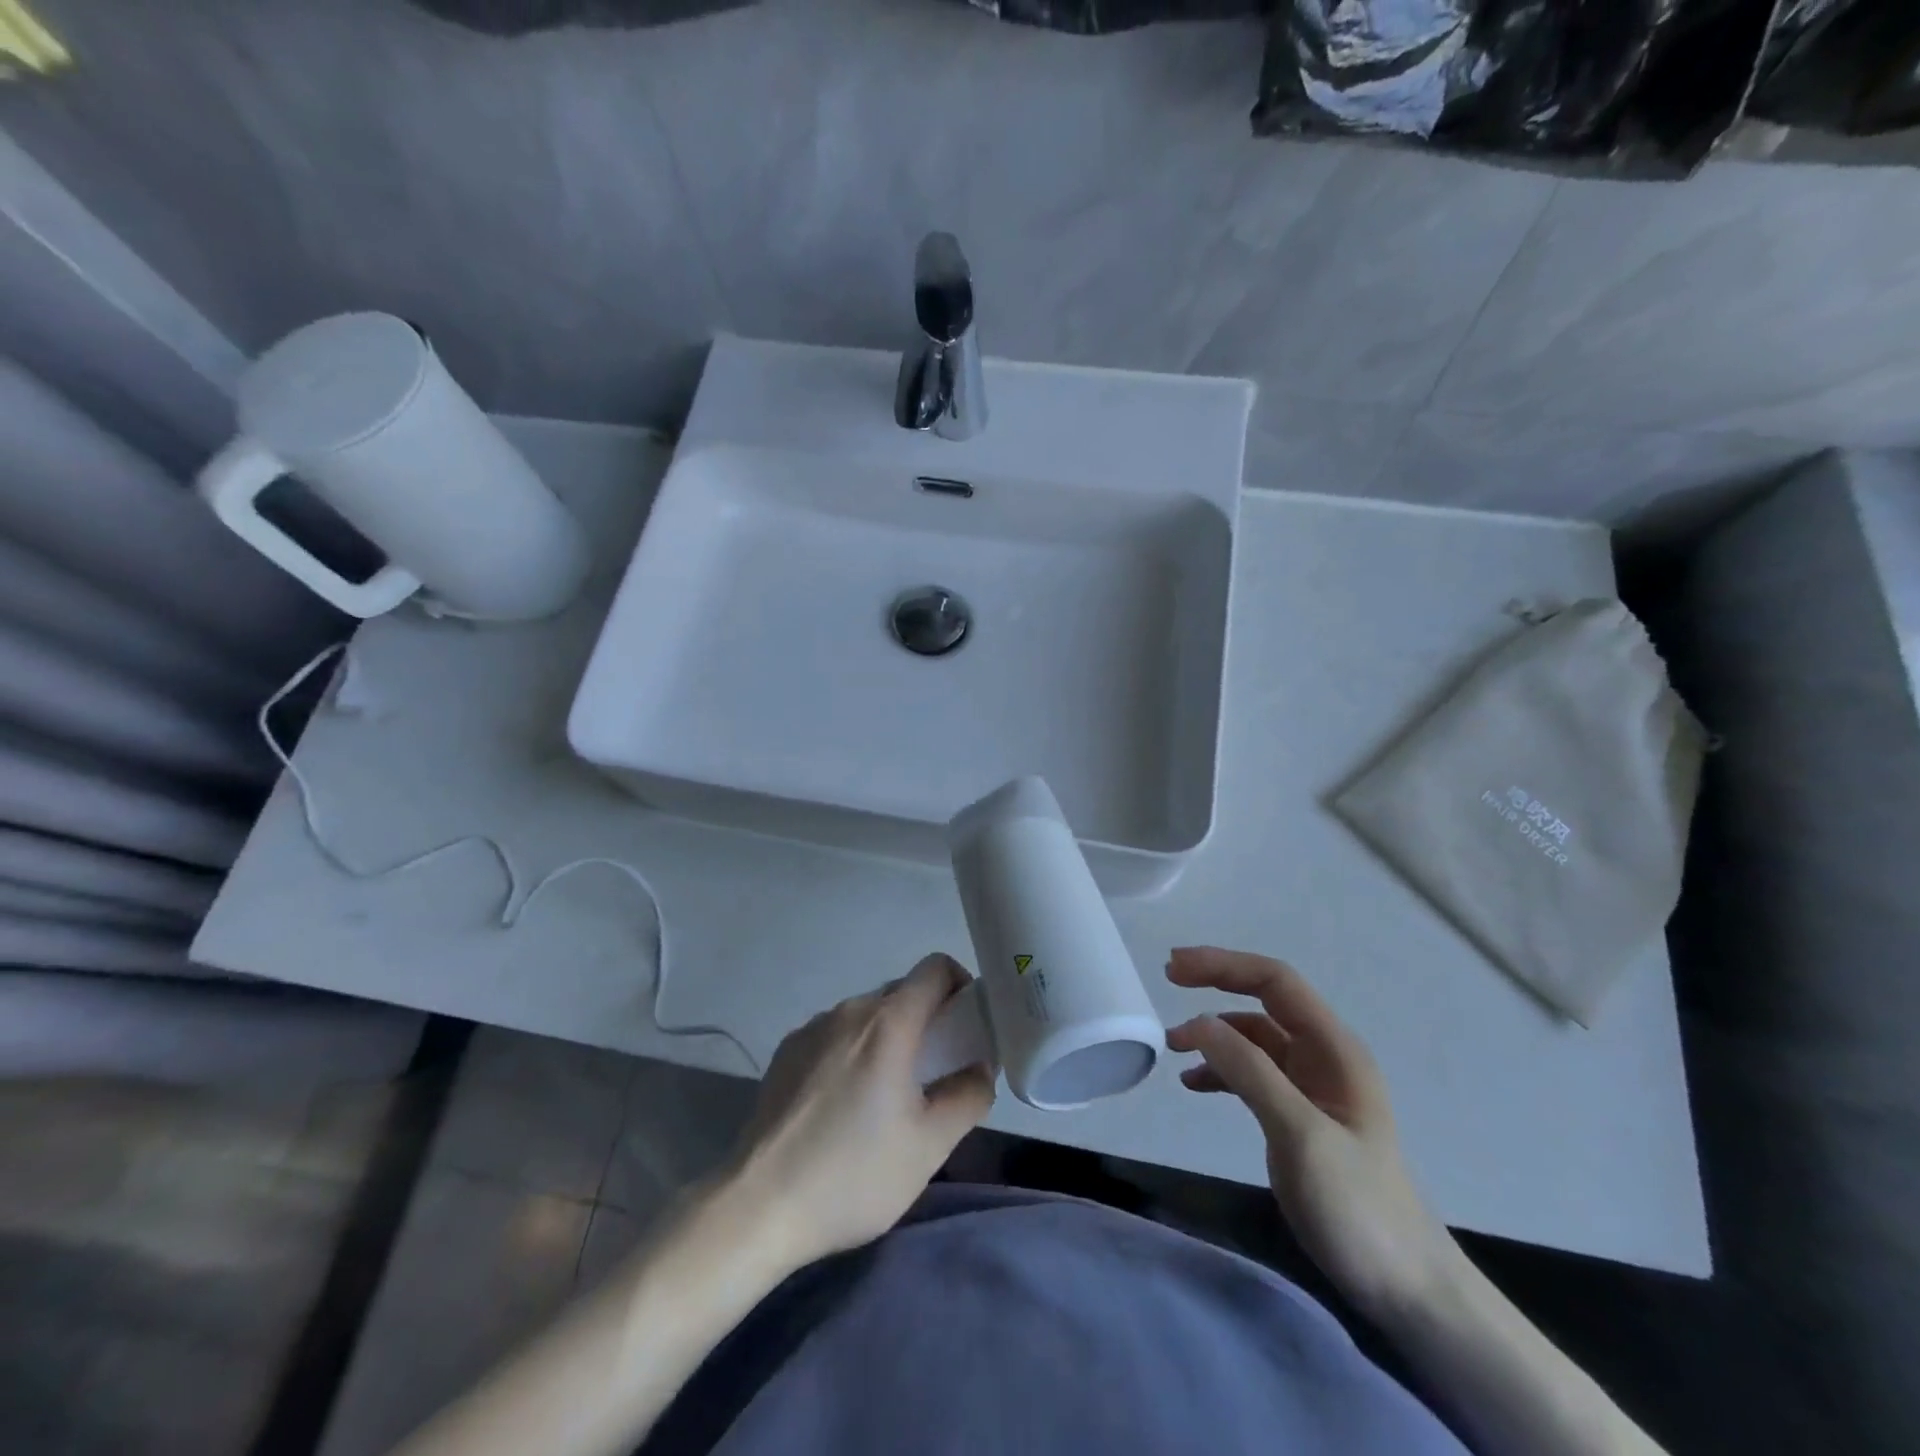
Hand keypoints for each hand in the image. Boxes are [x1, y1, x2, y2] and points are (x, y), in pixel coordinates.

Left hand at [728, 953, 995, 1268]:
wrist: (757, 1207)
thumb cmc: (853, 1174)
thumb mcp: (930, 1146)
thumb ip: (968, 1096)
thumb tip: (979, 1068)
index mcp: (888, 1023)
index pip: (936, 969)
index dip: (961, 985)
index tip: (967, 1025)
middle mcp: (849, 1010)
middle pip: (902, 993)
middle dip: (928, 1020)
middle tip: (936, 1072)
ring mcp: (812, 1028)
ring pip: (867, 1016)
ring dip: (888, 1038)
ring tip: (887, 1096)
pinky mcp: (786, 1051)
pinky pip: (835, 1035)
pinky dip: (852, 1052)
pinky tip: (843, 1106)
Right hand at [1166, 946, 1456, 1319]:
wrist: (1406, 1288)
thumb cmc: (1358, 1206)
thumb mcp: (1300, 1134)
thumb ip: (1250, 1072)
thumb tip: (1198, 1022)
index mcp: (1334, 1048)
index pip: (1275, 981)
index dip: (1224, 965)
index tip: (1175, 968)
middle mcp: (1323, 1057)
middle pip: (1263, 1000)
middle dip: (1216, 984)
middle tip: (1167, 980)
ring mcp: (1312, 1087)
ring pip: (1253, 1038)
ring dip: (1213, 1033)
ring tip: (1172, 1046)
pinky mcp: (1299, 1116)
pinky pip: (1252, 1074)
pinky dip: (1220, 1070)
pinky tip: (1195, 1084)